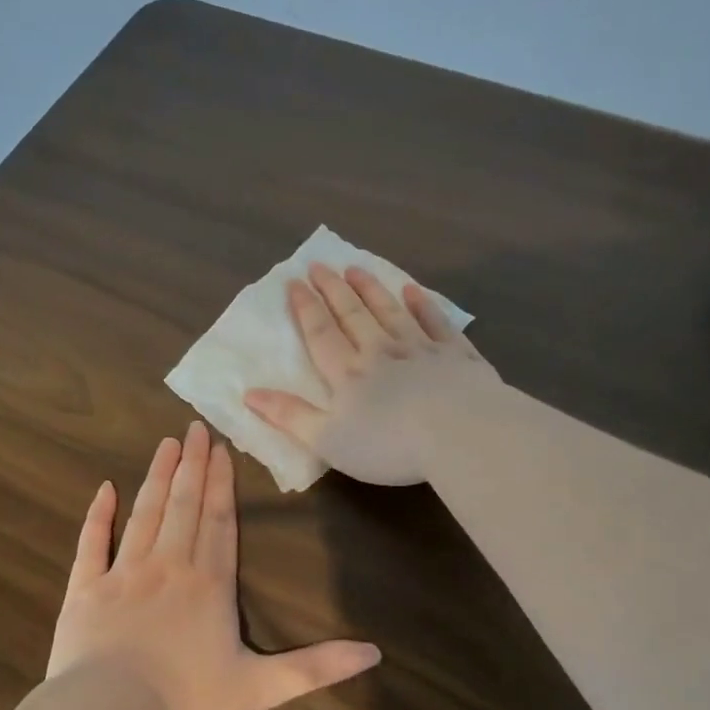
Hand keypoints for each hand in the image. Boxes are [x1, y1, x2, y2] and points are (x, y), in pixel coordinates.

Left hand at [46, 421, 381, 709]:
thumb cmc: (185, 702)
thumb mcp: (260, 689)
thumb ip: (315, 668)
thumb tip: (375, 654)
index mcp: (209, 584)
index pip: (220, 522)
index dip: (221, 484)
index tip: (221, 449)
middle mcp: (168, 566)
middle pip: (184, 506)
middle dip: (192, 465)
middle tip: (194, 427)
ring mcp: (123, 573)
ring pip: (145, 513)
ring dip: (157, 477)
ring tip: (166, 444)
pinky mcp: (86, 589)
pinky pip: (93, 543)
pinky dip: (98, 514)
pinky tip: (104, 489)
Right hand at [245, 264, 499, 485]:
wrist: (460, 435)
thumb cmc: (389, 445)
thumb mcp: (328, 440)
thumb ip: (290, 417)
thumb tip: (249, 394)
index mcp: (349, 374)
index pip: (321, 334)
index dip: (305, 308)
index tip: (294, 283)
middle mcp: (381, 352)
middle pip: (353, 314)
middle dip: (334, 289)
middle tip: (320, 265)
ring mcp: (422, 349)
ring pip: (391, 311)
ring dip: (372, 289)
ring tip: (357, 269)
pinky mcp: (457, 356)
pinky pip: (436, 323)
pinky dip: (423, 305)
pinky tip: (414, 292)